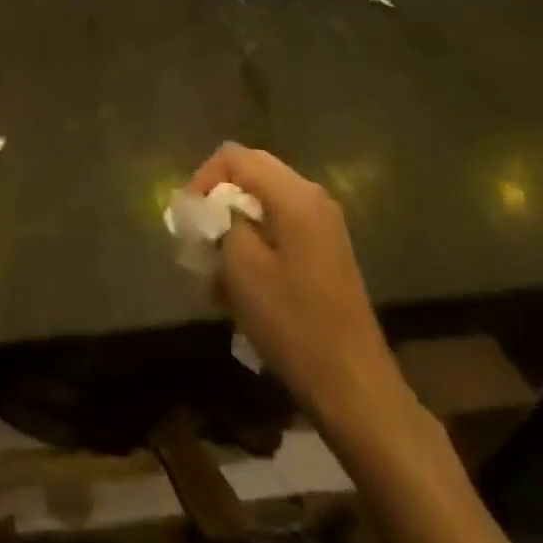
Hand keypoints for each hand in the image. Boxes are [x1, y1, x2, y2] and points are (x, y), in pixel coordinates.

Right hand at [186, 143, 401, 421]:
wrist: (354, 386)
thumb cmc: (293, 322)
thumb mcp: (242, 267)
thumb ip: (221, 221)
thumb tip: (211, 207)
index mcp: (294, 194)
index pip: (234, 156)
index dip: (203, 178)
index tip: (188, 217)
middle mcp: (312, 197)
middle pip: (251, 174)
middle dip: (218, 200)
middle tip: (197, 236)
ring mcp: (323, 225)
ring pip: (264, 204)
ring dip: (234, 226)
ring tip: (214, 268)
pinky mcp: (325, 252)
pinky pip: (280, 228)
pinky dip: (255, 244)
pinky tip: (240, 285)